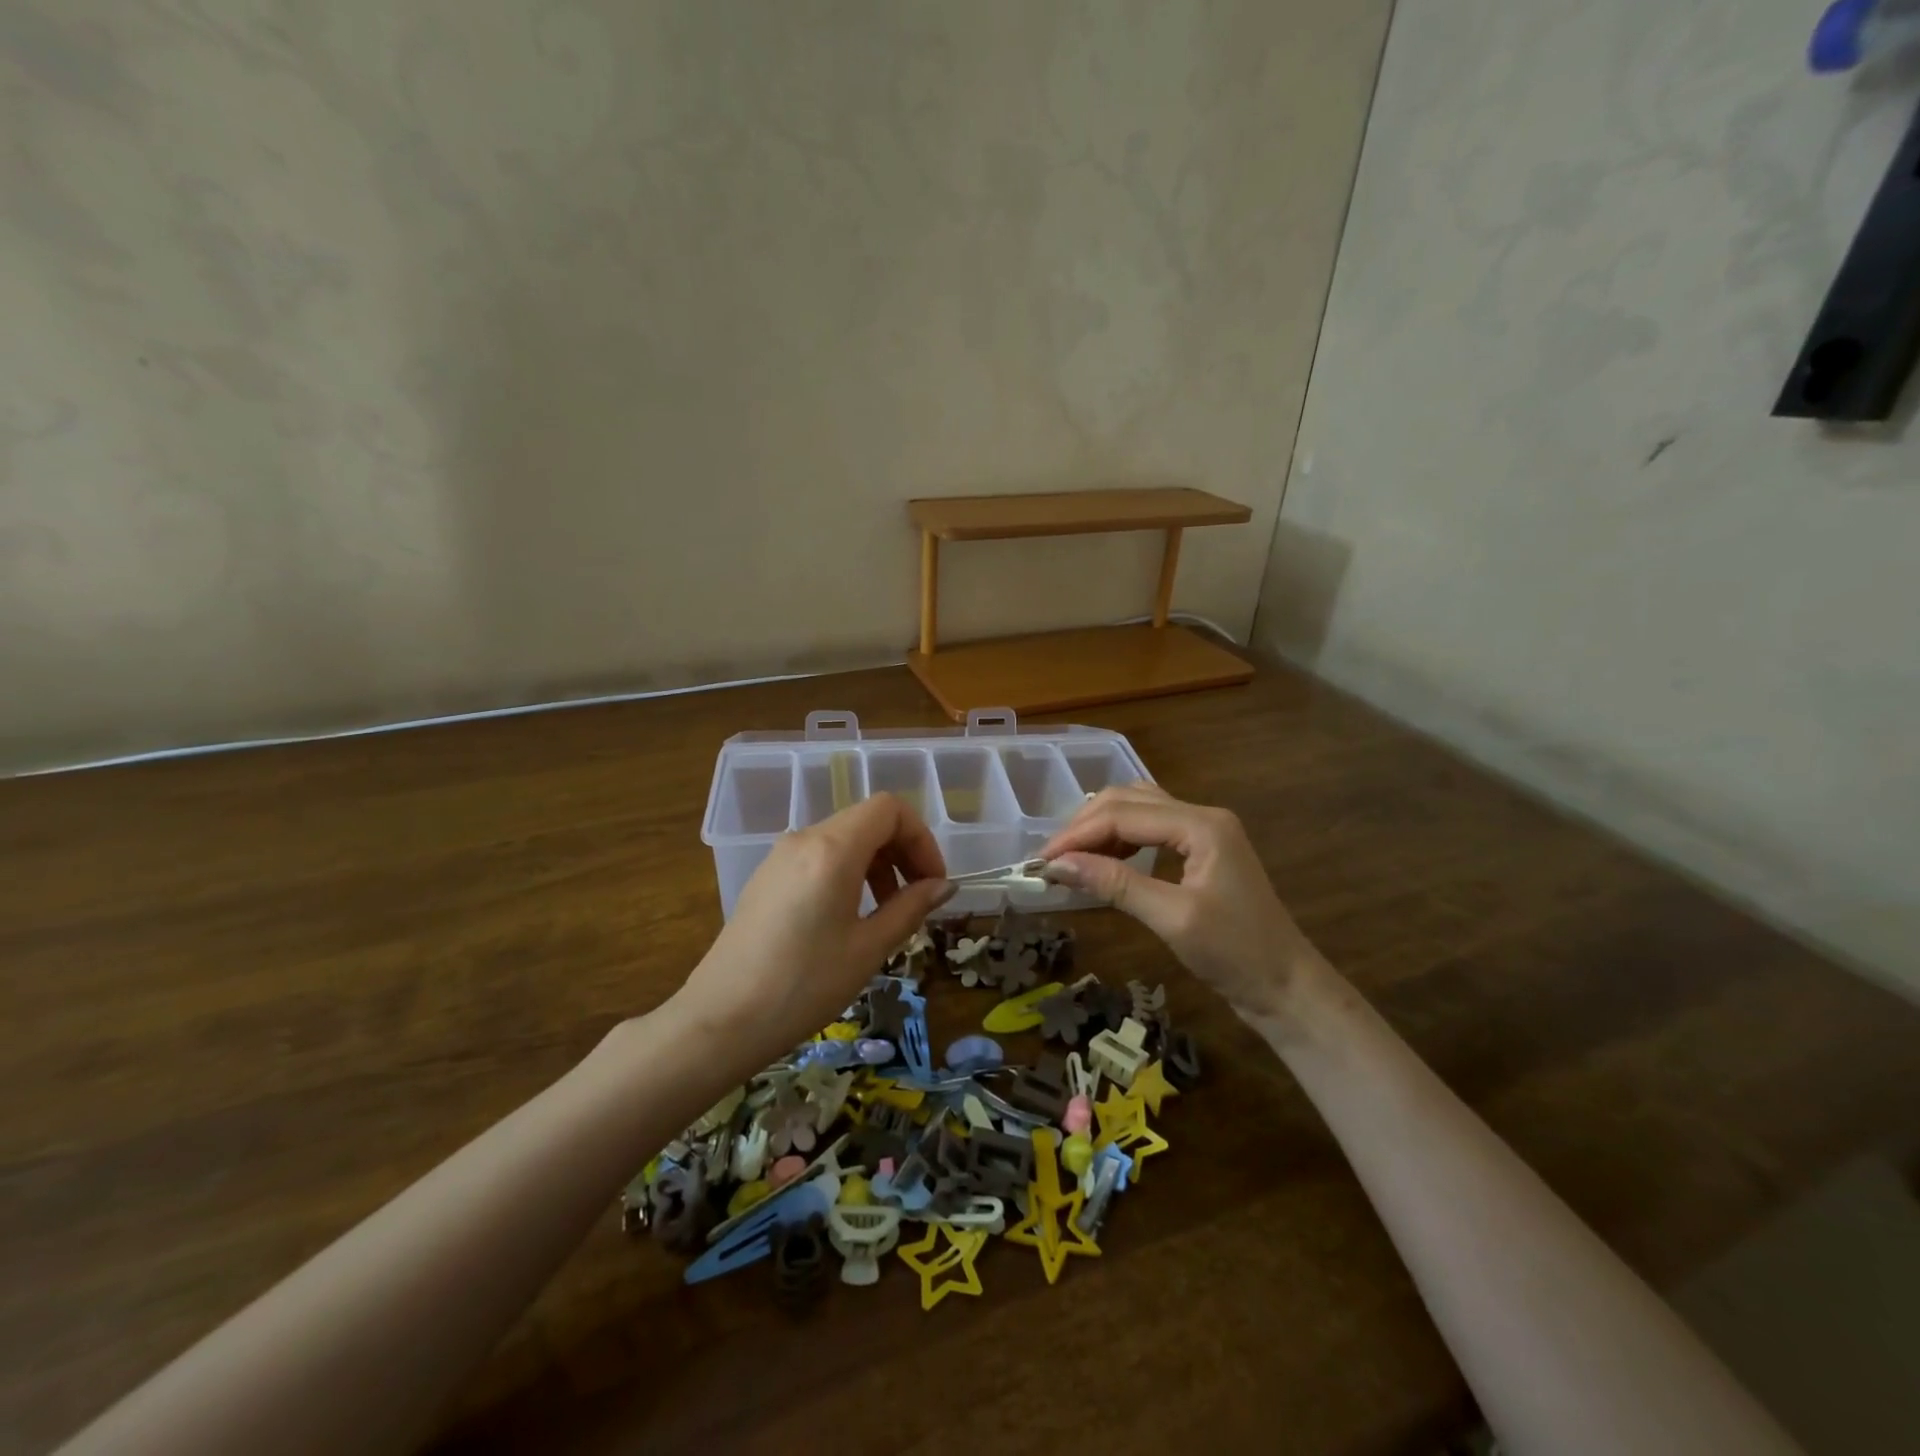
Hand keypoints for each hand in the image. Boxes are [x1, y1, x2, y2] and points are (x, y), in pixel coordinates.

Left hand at [672, 793, 952, 1068]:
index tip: (933, 882)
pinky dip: (848, 873)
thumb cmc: (803, 985)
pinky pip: (819, 857)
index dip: (921, 838)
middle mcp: (804, 839)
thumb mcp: (868, 949)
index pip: (889, 809)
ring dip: (876, 864)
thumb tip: (943, 886)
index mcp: (832, 849)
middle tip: (918, 899)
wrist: (721, 1021)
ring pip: (843, 839)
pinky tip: (849, 918)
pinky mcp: (767, 878)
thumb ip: (910, 908)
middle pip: (867, 821)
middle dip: (902, 851)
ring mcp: (780, 856)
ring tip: (886, 913)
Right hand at [1040, 783, 1322, 1023]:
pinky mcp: (1200, 851)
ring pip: (1138, 810)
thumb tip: (1058, 865)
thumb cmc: (1235, 954)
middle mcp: (1201, 815)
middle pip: (1128, 801)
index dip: (1077, 834)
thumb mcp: (1172, 918)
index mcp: (1201, 824)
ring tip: (1070, 858)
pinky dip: (1120, 839)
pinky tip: (1103, 860)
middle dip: (1085, 826)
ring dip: (1100, 828)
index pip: (1123, 815)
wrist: (1287, 987)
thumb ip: (1115, 884)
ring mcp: (1203, 831)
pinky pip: (1150, 829)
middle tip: (1051, 860)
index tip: (1041, 861)